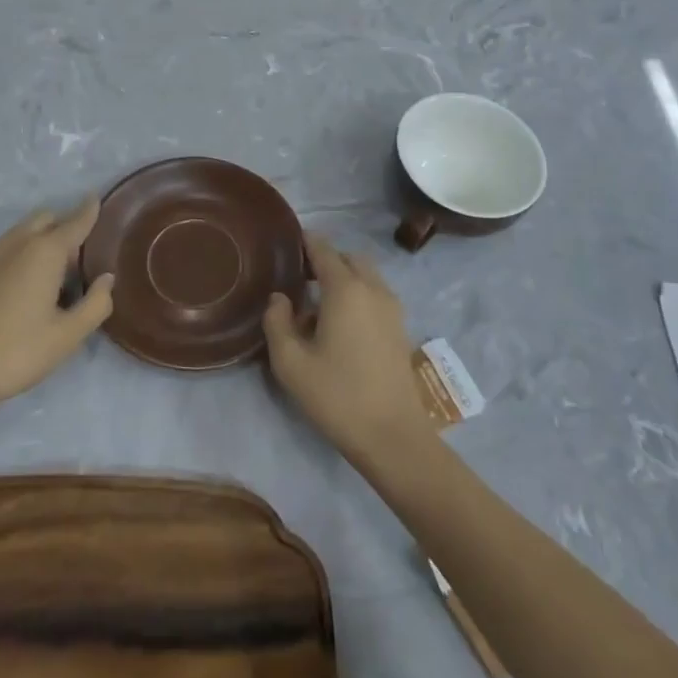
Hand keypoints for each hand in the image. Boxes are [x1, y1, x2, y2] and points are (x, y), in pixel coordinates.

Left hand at [0, 198, 112, 418]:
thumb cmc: (15, 352)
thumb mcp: (67, 336)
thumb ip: (96, 304)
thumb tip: (106, 280)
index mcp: (45, 252)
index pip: (75, 221)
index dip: (90, 210)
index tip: (98, 198)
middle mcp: (18, 243)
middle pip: (47, 218)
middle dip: (66, 226)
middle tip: (80, 261)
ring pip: (25, 231)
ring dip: (44, 239)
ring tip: (56, 277)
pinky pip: (10, 246)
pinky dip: (26, 251)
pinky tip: (28, 286)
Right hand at [263, 233, 433, 466]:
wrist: (393, 436)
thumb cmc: (337, 396)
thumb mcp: (290, 363)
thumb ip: (277, 322)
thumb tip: (280, 298)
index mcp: (345, 288)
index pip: (323, 249)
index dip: (304, 242)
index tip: (286, 243)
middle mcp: (372, 288)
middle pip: (347, 257)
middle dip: (325, 259)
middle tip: (300, 277)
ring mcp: (391, 307)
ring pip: (365, 274)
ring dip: (344, 277)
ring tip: (319, 303)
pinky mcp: (400, 327)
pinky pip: (375, 293)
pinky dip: (358, 293)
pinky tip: (341, 323)